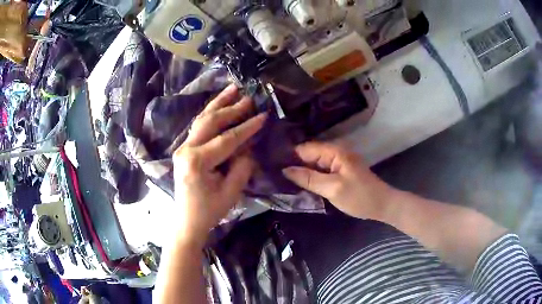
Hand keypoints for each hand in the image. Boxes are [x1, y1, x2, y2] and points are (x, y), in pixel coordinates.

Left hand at [173, 84, 266, 246]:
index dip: (247, 127)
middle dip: (232, 108)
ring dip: (218, 103)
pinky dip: (211, 113)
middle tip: (249, 97)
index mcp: (197, 162)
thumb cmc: (210, 211)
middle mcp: (186, 149)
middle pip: (210, 122)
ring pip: (201, 119)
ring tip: (232, 88)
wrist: (188, 220)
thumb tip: (248, 144)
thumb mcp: (231, 191)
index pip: (226, 139)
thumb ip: (242, 165)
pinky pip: (199, 127)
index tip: (263, 115)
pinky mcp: (185, 149)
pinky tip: (219, 104)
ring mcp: (182, 147)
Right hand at [282, 142, 392, 220]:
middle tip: (273, 177)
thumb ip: (309, 178)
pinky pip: (320, 172)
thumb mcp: (333, 188)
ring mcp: (337, 163)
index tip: (271, 166)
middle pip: (308, 156)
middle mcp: (334, 153)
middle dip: (293, 165)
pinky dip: (310, 178)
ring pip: (313, 165)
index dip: (289, 156)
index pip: (305, 149)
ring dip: (300, 172)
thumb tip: (285, 170)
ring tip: (280, 181)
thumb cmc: (359, 196)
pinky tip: (298, 185)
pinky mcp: (338, 172)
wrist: (382, 205)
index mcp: (334, 151)